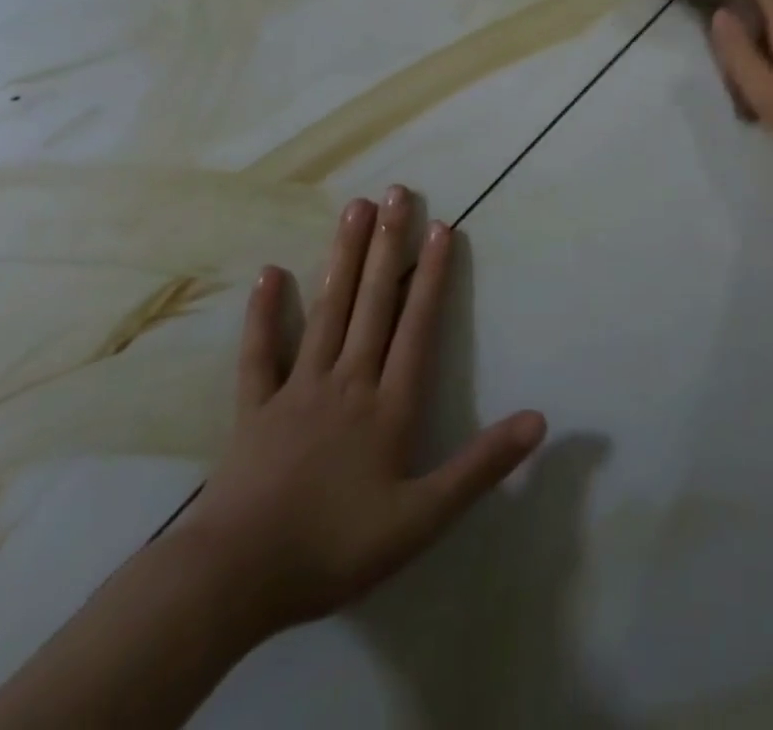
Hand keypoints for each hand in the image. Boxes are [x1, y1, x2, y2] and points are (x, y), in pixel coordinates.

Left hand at [173, 186, 545, 638]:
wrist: (233, 581)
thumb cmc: (334, 548)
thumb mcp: (422, 519)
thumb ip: (481, 466)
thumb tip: (539, 420)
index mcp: (388, 403)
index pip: (418, 325)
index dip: (432, 274)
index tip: (442, 227)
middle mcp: (347, 379)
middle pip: (373, 301)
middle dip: (389, 245)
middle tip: (397, 192)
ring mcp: (298, 388)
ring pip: (327, 310)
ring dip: (343, 257)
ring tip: (354, 208)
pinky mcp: (255, 408)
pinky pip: (260, 352)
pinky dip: (264, 313)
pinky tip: (270, 273)